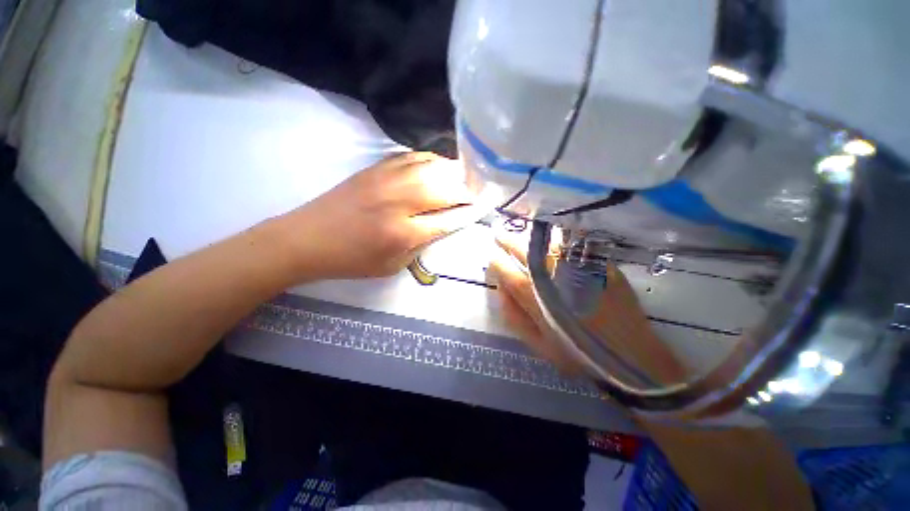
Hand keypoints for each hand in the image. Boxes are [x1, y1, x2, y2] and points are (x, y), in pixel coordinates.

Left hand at [285, 152, 490, 279]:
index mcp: (403, 233)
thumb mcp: (393, 266)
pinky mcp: (377, 168)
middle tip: (480, 192)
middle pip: (446, 189)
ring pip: (433, 168)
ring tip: (466, 178)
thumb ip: (422, 244)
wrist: (308, 238)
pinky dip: (433, 161)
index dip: (471, 212)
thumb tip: (445, 224)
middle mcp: (399, 201)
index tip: (485, 207)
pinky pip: (414, 157)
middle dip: (469, 191)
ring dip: (455, 173)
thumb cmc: (353, 260)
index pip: (449, 219)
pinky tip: (439, 167)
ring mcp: (387, 179)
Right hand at [488, 227, 585, 374]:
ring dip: (529, 235)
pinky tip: (552, 236)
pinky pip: (572, 241)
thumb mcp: (537, 344)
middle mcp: (551, 273)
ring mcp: (575, 264)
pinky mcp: (596, 262)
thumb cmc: (578, 354)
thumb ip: (513, 316)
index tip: (492, 258)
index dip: (494, 261)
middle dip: (506, 239)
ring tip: (522, 234)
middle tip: (498, 234)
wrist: (630, 355)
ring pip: (545, 240)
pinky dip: (557, 236)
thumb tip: (500, 289)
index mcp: (533, 295)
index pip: (503, 268)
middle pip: (522, 248)